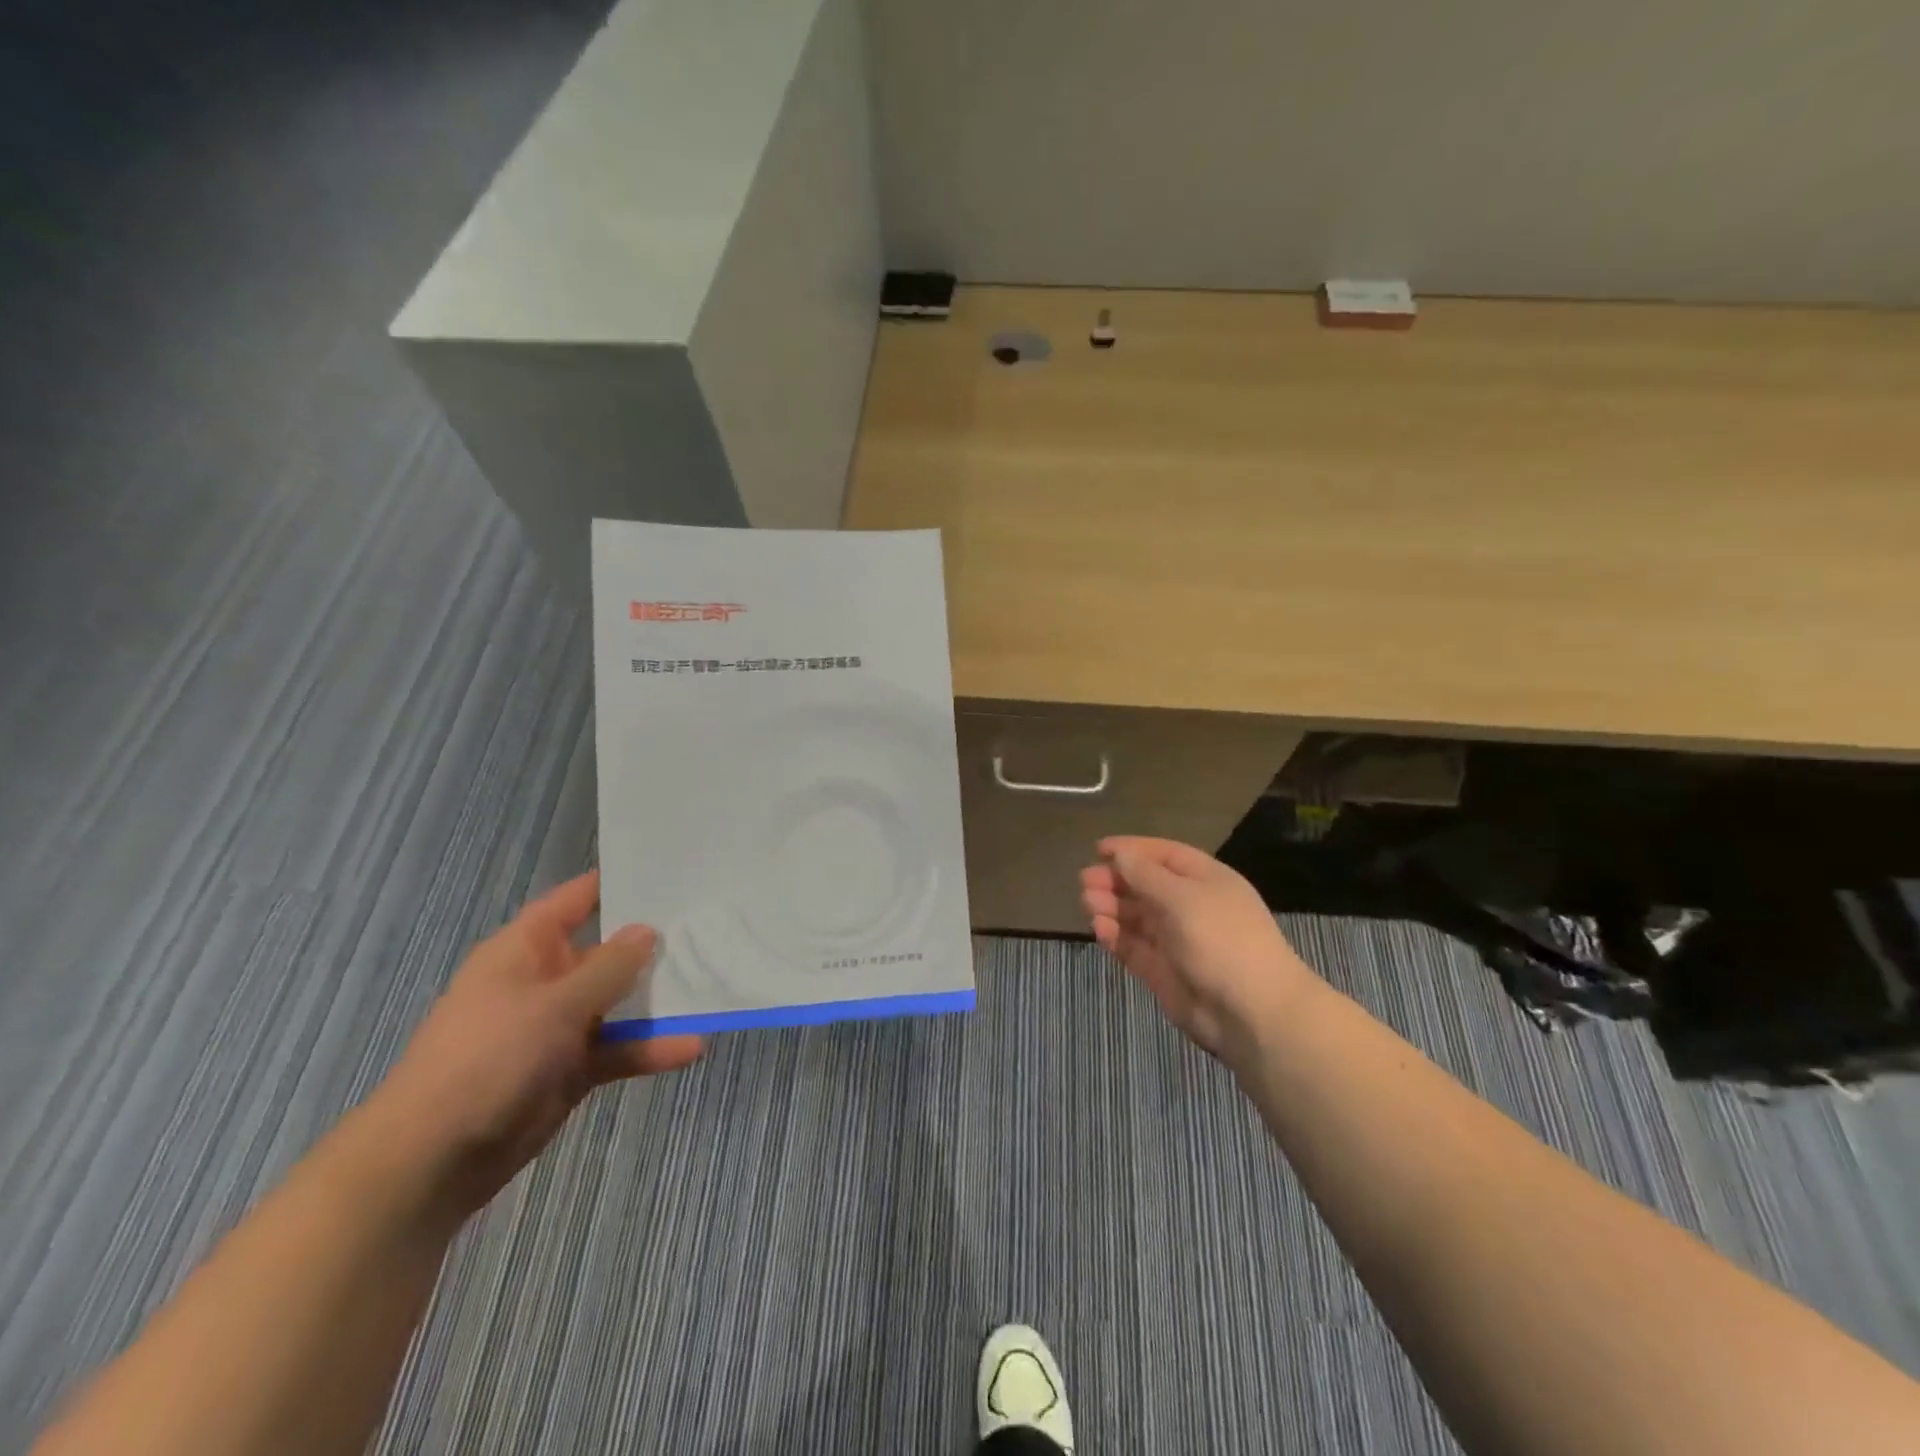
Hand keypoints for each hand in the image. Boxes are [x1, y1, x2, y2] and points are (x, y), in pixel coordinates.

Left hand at [368, 870, 701, 1216]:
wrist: (431, 1160)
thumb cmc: (489, 1058)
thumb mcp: (555, 1004)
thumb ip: (609, 967)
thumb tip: (648, 930)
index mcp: (526, 949)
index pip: (576, 901)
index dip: (617, 884)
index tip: (669, 873)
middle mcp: (544, 980)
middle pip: (607, 952)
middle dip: (653, 946)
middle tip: (709, 930)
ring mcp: (557, 1027)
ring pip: (618, 1003)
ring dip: (657, 1003)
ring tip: (709, 991)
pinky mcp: (569, 1069)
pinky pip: (617, 1049)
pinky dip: (648, 1049)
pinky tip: (690, 1048)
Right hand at [1080, 837, 1317, 1061]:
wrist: (1252, 1012)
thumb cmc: (1221, 939)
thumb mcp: (1182, 897)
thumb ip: (1145, 875)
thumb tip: (1120, 855)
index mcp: (1205, 880)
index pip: (1164, 855)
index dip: (1132, 850)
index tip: (1099, 849)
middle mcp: (1190, 906)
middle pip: (1146, 885)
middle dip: (1116, 880)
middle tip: (1085, 880)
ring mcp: (1177, 940)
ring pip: (1137, 917)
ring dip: (1112, 907)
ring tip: (1087, 903)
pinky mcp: (1163, 972)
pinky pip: (1134, 947)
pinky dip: (1116, 937)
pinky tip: (1099, 929)